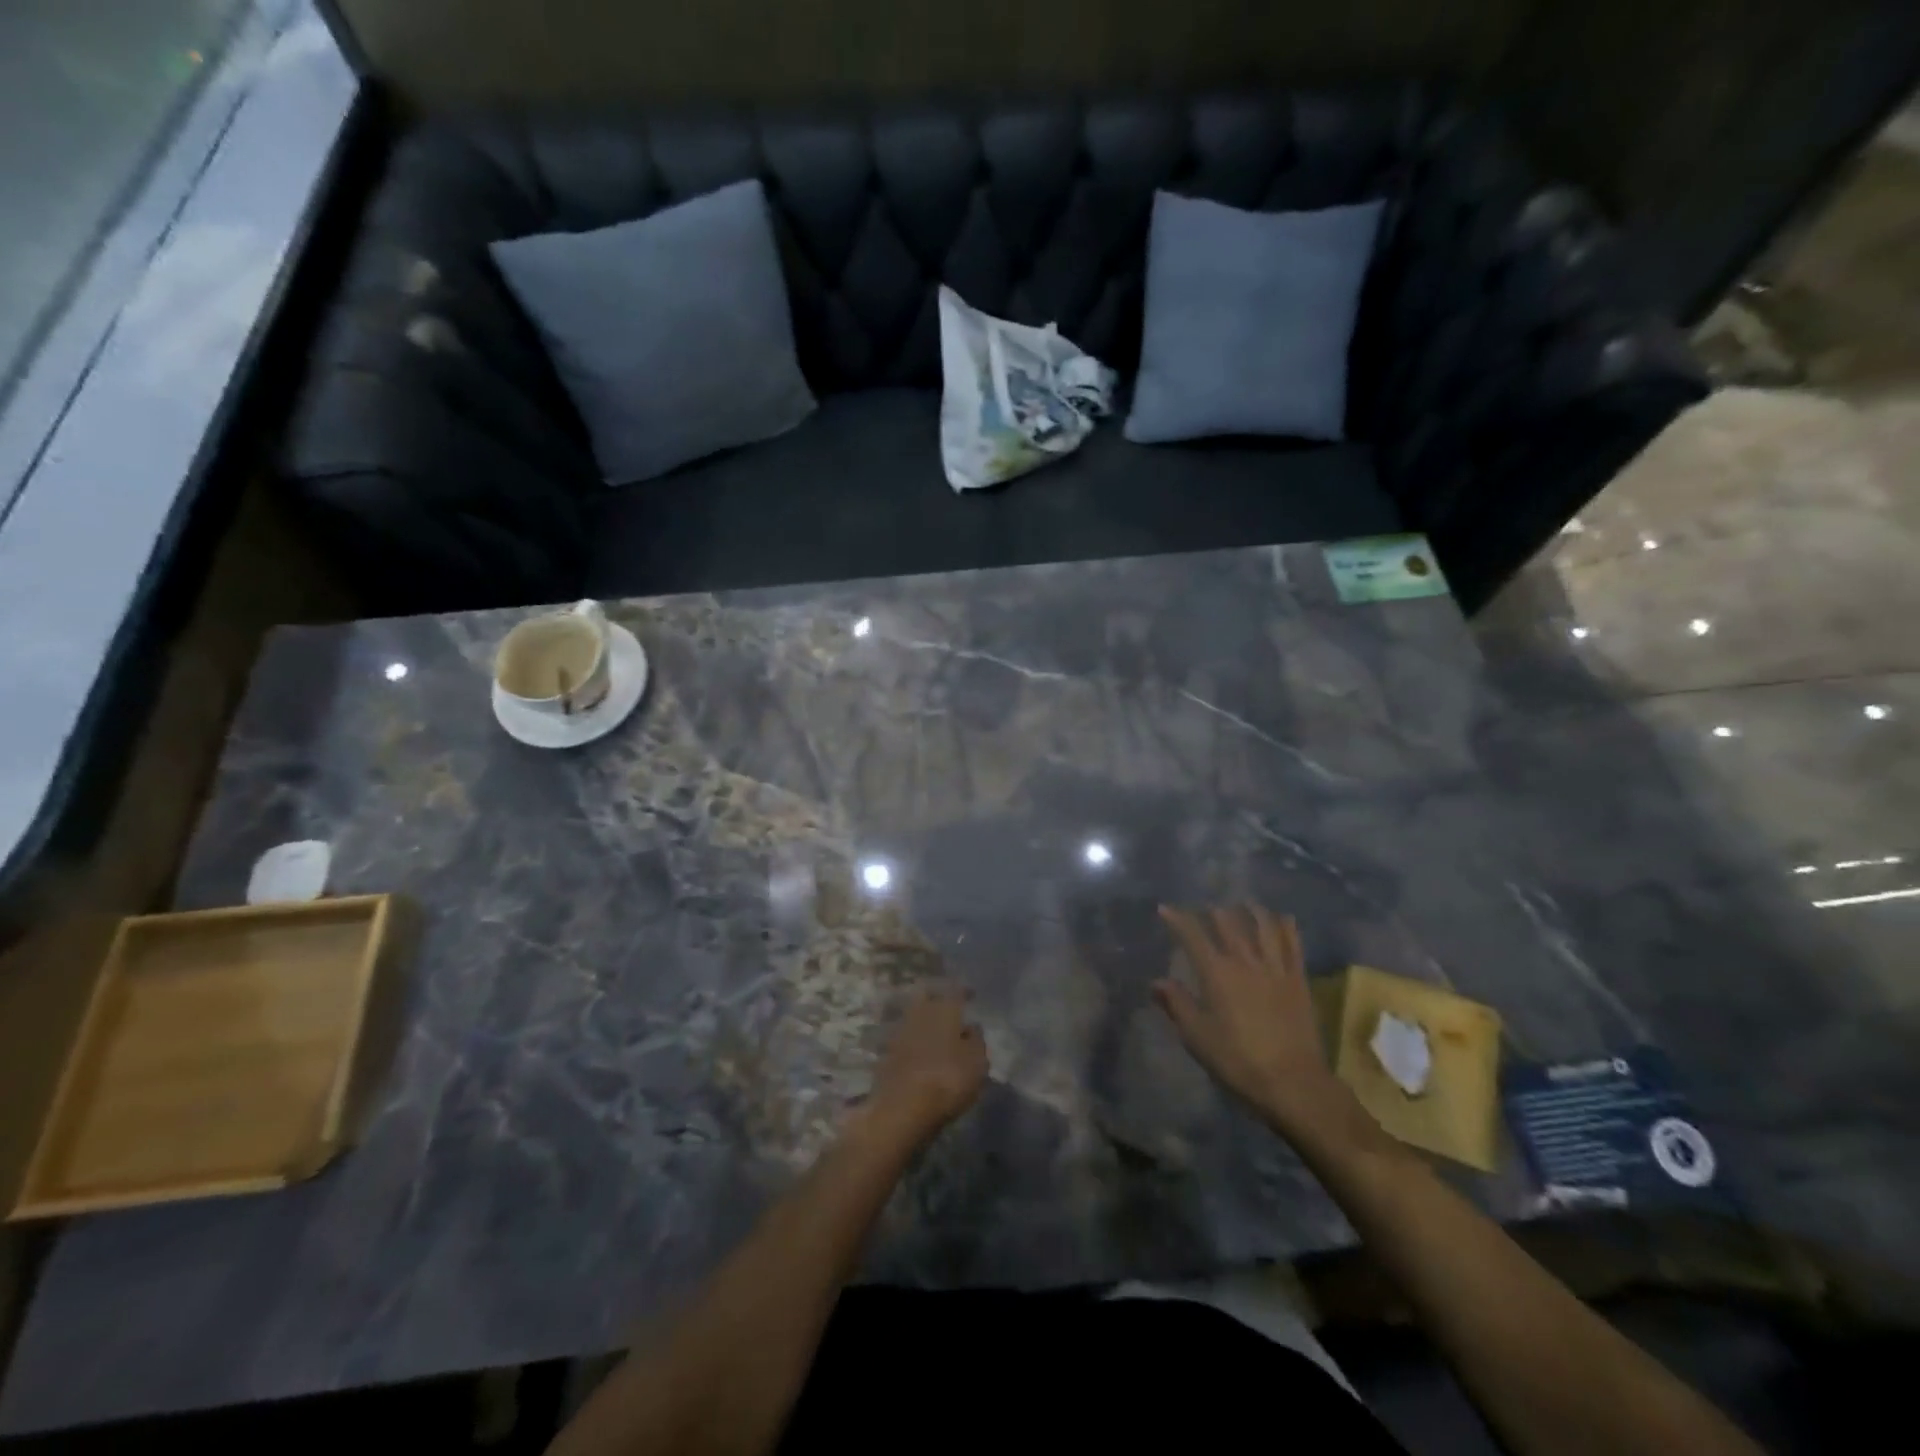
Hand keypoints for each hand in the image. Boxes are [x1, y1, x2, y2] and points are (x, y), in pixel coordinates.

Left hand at [863, 987, 987, 1145]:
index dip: (964, 992)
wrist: (903, 1108)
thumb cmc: (949, 1080)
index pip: (956, 991)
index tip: (971, 995)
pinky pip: (903, 1038)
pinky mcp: (886, 1052)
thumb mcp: (978, 1063)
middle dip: (937, 1000)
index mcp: (945, 1009)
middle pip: (928, 997)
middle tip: (948, 1010)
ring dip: (923, 1021)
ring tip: (934, 1033)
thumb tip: (971, 1027)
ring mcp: (900, 1031)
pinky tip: (918, 1052)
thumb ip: (977, 1041)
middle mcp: (921, 1012)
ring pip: (913, 1016)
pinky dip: (911, 1041)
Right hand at [1156, 905, 1377, 1152]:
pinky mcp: (1298, 980)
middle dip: (1213, 911)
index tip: (1165, 909)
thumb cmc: (1238, 1061)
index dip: (1177, 919)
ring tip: (1243, 904)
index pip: (1193, 935)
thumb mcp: (1197, 1037)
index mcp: (1217, 974)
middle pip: (1229, 923)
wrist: (1293, 1083)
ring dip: (1251, 910)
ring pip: (1263, 926)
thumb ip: (1177, 1004)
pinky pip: (1293, 944)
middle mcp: (1245, 961)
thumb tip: (1157, 981)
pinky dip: (1286, 926)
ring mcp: (1276, 968)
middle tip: (1205, 907)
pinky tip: (1282, 918)